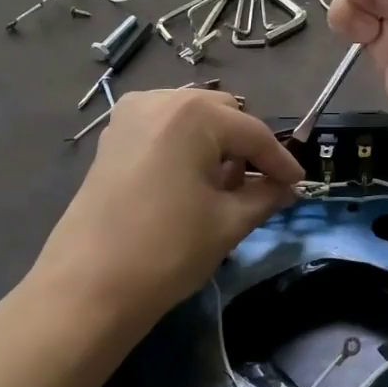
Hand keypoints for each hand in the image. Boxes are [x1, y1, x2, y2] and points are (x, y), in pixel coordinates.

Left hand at [33, 89, 302, 332]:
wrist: (89, 286)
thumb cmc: (168, 249)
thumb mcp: (228, 222)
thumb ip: (265, 196)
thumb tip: (287, 188)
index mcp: (193, 114)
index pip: (252, 132)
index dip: (280, 160)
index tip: (299, 184)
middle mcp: (161, 100)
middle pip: (221, 115)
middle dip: (246, 148)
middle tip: (262, 185)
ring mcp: (130, 116)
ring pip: (192, 120)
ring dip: (216, 145)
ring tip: (227, 186)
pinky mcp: (113, 138)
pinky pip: (164, 130)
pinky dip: (186, 147)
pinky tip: (192, 181)